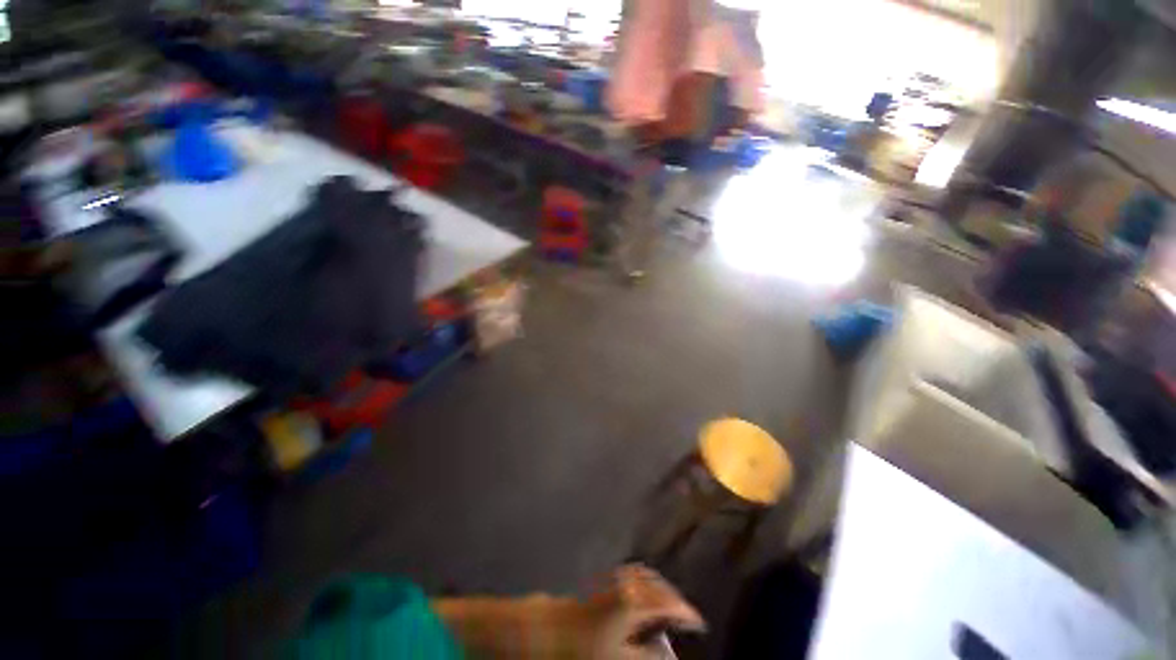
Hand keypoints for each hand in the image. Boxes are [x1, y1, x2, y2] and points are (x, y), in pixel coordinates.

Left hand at [588, 565, 704, 658]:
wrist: (560, 627)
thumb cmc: (590, 647)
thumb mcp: (621, 658)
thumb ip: (649, 656)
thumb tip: (670, 654)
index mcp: (635, 603)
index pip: (668, 604)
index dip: (686, 613)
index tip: (699, 623)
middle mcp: (629, 584)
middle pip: (660, 587)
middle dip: (677, 600)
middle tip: (687, 616)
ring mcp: (619, 577)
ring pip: (650, 577)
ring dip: (664, 589)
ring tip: (672, 604)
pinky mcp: (610, 576)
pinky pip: (637, 573)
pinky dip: (650, 580)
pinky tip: (650, 590)